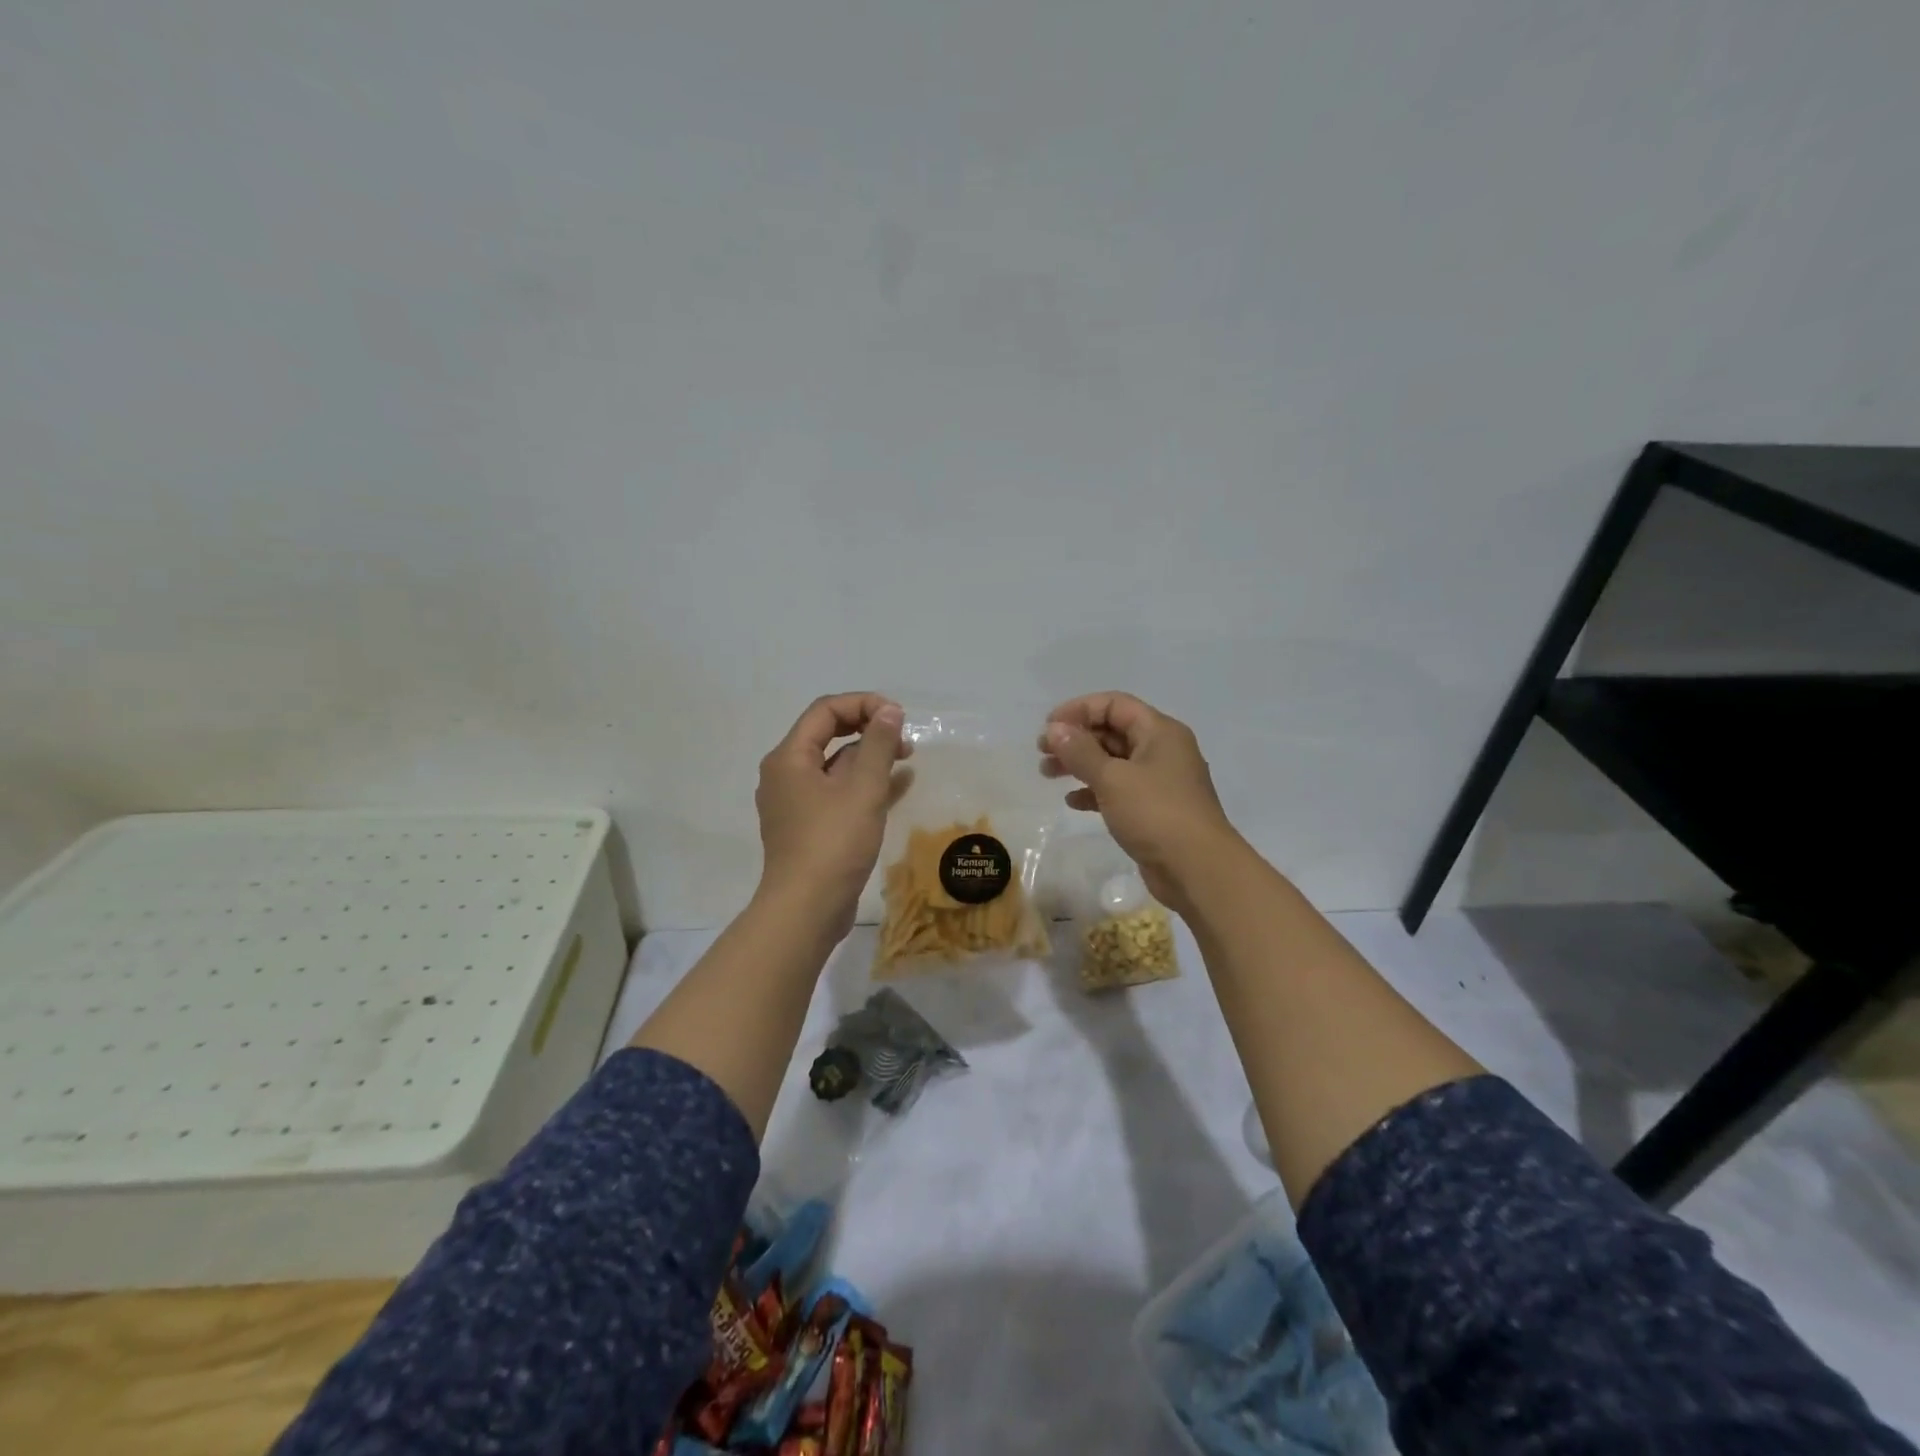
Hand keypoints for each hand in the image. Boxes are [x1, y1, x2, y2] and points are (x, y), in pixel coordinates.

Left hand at [755, 693, 910, 938]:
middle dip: (869, 730)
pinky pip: (838, 794)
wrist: (806, 910)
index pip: (825, 711)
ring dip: (870, 758)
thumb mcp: (863, 789)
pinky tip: (899, 786)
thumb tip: (889, 711)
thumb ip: (879, 745)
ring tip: (906, 759)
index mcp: (789, 758)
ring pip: (835, 766)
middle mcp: (786, 775)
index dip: (864, 704)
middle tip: (905, 739)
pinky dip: (865, 785)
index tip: (898, 717)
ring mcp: (796, 804)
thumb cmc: (833, 843)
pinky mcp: (809, 828)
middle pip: (828, 735)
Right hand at [1040, 692, 1240, 913]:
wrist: (1198, 870)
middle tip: (1042, 752)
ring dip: (1079, 764)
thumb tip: (1054, 729)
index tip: (1048, 727)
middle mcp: (1162, 750)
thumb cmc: (1156, 814)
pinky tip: (1072, 801)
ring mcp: (1159, 782)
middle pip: (1112, 731)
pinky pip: (1118, 790)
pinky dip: (1094, 791)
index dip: (1079, 710)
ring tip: (1047, 774)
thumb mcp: (1113, 778)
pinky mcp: (1153, 810)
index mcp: (1160, 732)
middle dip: (1075, 739)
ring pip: (1113, 762)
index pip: (1114, 704)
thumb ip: (1080, 751)